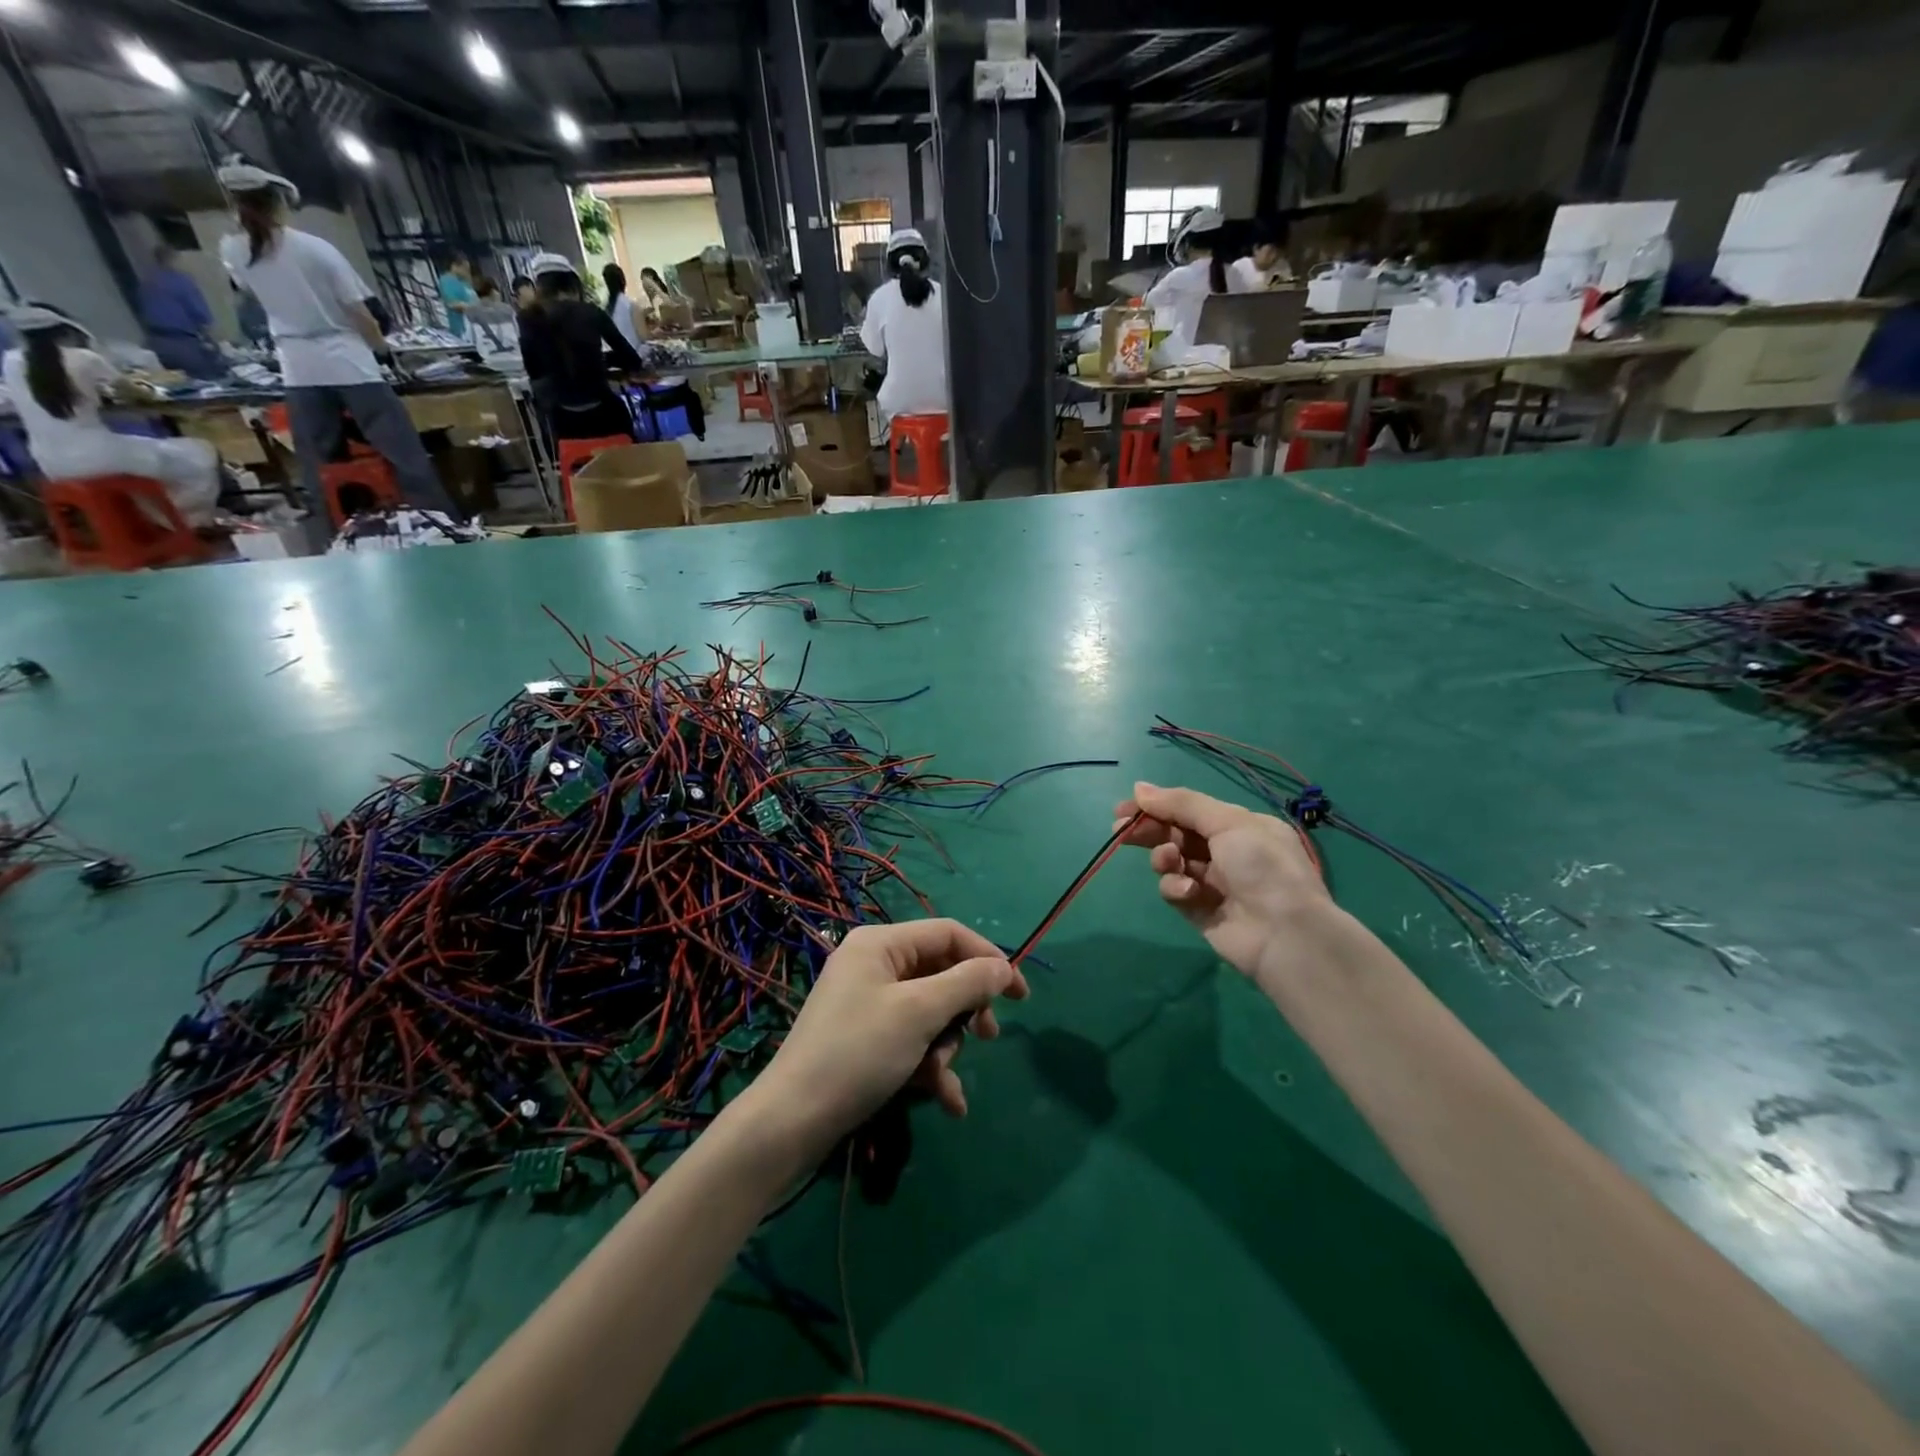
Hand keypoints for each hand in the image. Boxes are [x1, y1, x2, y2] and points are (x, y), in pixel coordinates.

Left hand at [749, 920, 1026, 1153]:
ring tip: (940, 1078)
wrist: (791, 1123)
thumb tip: (1003, 967)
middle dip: (965, 1009)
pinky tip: (947, 1102)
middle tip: (986, 1036)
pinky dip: (930, 1068)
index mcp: (881, 944)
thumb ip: (967, 983)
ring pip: (930, 1012)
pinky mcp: (866, 1040)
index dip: (988, 957)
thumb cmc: (858, 1053)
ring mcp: (868, 1004)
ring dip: (945, 1046)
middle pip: (941, 973)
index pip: (948, 933)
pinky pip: (912, 1040)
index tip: (1019, 994)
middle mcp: (874, 965)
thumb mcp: (919, 1013)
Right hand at [1115, 781, 1330, 982]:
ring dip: (1164, 858)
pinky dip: (1176, 887)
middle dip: (1150, 830)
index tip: (1125, 807)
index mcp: (1240, 826)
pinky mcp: (1199, 911)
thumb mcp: (1227, 822)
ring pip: (1171, 862)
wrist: (1285, 933)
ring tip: (1169, 862)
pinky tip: (1188, 891)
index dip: (1157, 806)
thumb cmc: (1262, 867)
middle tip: (1121, 829)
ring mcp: (1212, 883)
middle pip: (1176, 835)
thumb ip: (1181, 804)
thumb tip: (1139, 788)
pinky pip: (1175, 891)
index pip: (1190, 810)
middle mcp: (1227, 852)